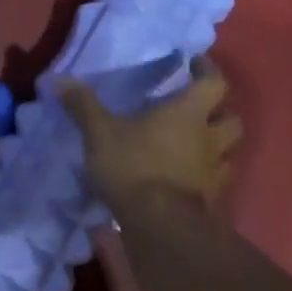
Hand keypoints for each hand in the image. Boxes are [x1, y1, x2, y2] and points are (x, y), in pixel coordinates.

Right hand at [60, 59, 241, 209]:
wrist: (160, 227)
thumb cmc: (134, 167)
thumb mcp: (100, 132)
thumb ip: (83, 105)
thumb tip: (60, 79)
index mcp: (188, 113)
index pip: (214, 83)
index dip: (208, 70)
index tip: (195, 63)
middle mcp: (209, 139)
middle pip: (232, 119)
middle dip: (220, 111)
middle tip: (199, 108)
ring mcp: (214, 172)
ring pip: (229, 152)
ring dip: (218, 145)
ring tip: (196, 143)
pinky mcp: (211, 201)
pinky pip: (217, 181)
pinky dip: (207, 175)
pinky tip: (188, 177)